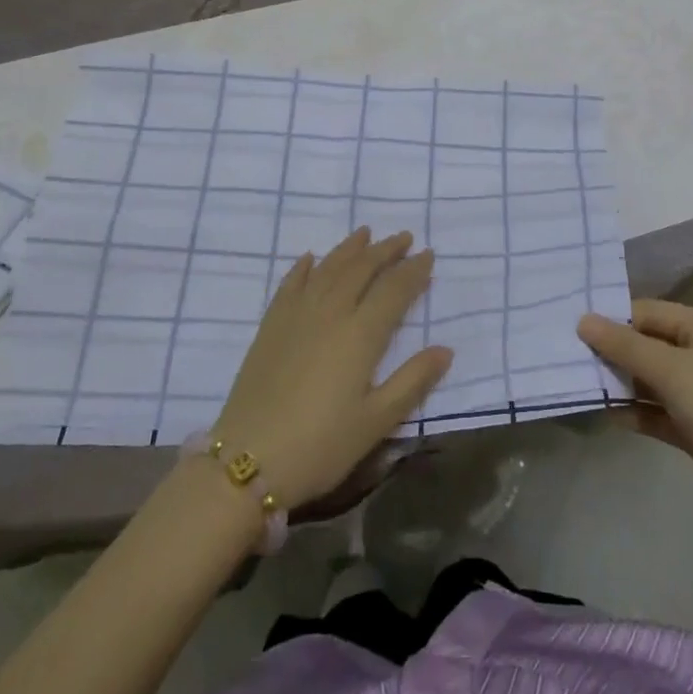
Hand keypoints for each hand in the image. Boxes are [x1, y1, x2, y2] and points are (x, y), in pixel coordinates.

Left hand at [213, 228, 452, 508]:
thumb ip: (412, 382)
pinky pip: (291, 283)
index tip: (428, 254)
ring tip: (366, 233)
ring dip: (350, 248)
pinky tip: (311, 258)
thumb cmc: (320, 446)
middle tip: (404, 237)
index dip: (413, 270)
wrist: (246, 460)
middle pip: (362, 268)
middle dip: (386, 250)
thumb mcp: (375, 423)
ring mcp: (296, 315)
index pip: (394, 289)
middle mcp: (331, 312)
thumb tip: (446, 349)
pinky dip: (305, 266)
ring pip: (328, 268)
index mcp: (360, 334)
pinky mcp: (270, 325)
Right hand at [578, 300, 692, 552]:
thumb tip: (583, 320)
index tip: (572, 327)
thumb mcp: (671, 371)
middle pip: (648, 344)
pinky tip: (604, 415)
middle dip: (612, 351)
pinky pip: (656, 411)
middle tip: (568, 356)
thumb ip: (624, 346)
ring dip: (619, 382)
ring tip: (578, 384)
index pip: (648, 312)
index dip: (613, 318)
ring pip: (650, 379)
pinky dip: (634, 411)